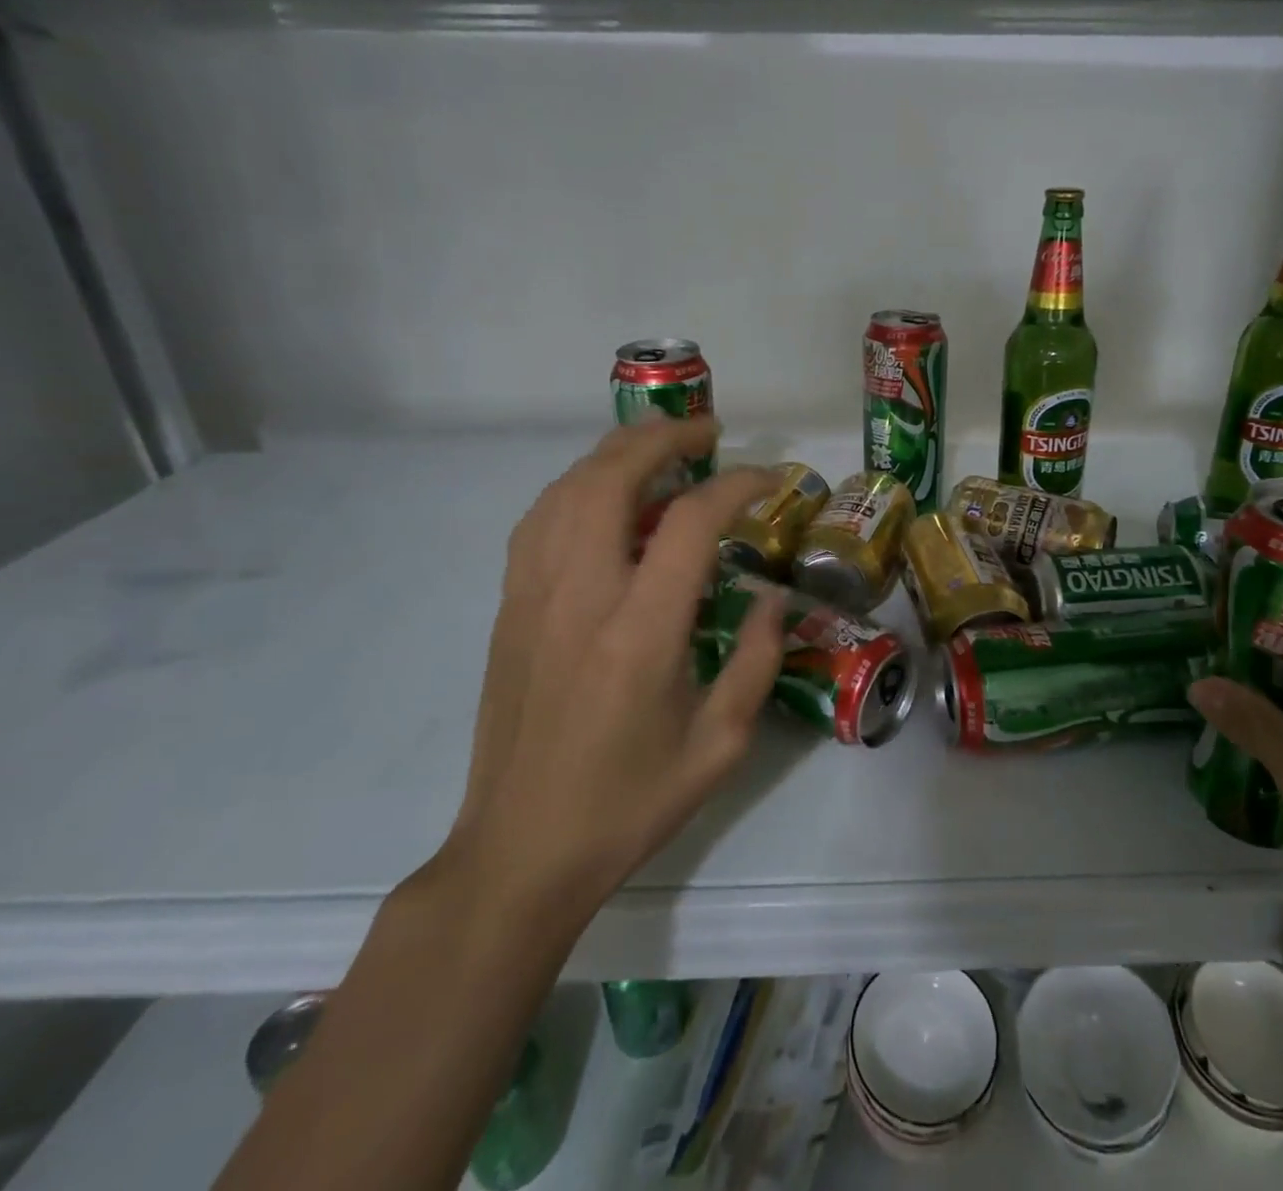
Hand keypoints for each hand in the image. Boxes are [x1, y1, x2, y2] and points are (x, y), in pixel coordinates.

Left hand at [441, 417, 784, 933]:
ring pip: (565, 490)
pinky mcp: (509, 610)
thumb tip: (774, 596)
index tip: (768, 478)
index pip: (688, 523)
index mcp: (639, 634)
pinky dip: (577, 487)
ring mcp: (532, 599)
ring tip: (658, 447)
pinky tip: (605, 496)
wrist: (520, 852)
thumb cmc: (630, 804)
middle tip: (706, 429)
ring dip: (615, 453)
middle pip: (609, 478)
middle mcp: (579, 598)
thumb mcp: (720, 744)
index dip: (735, 485)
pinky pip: (540, 521)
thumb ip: (756, 659)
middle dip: (661, 438)